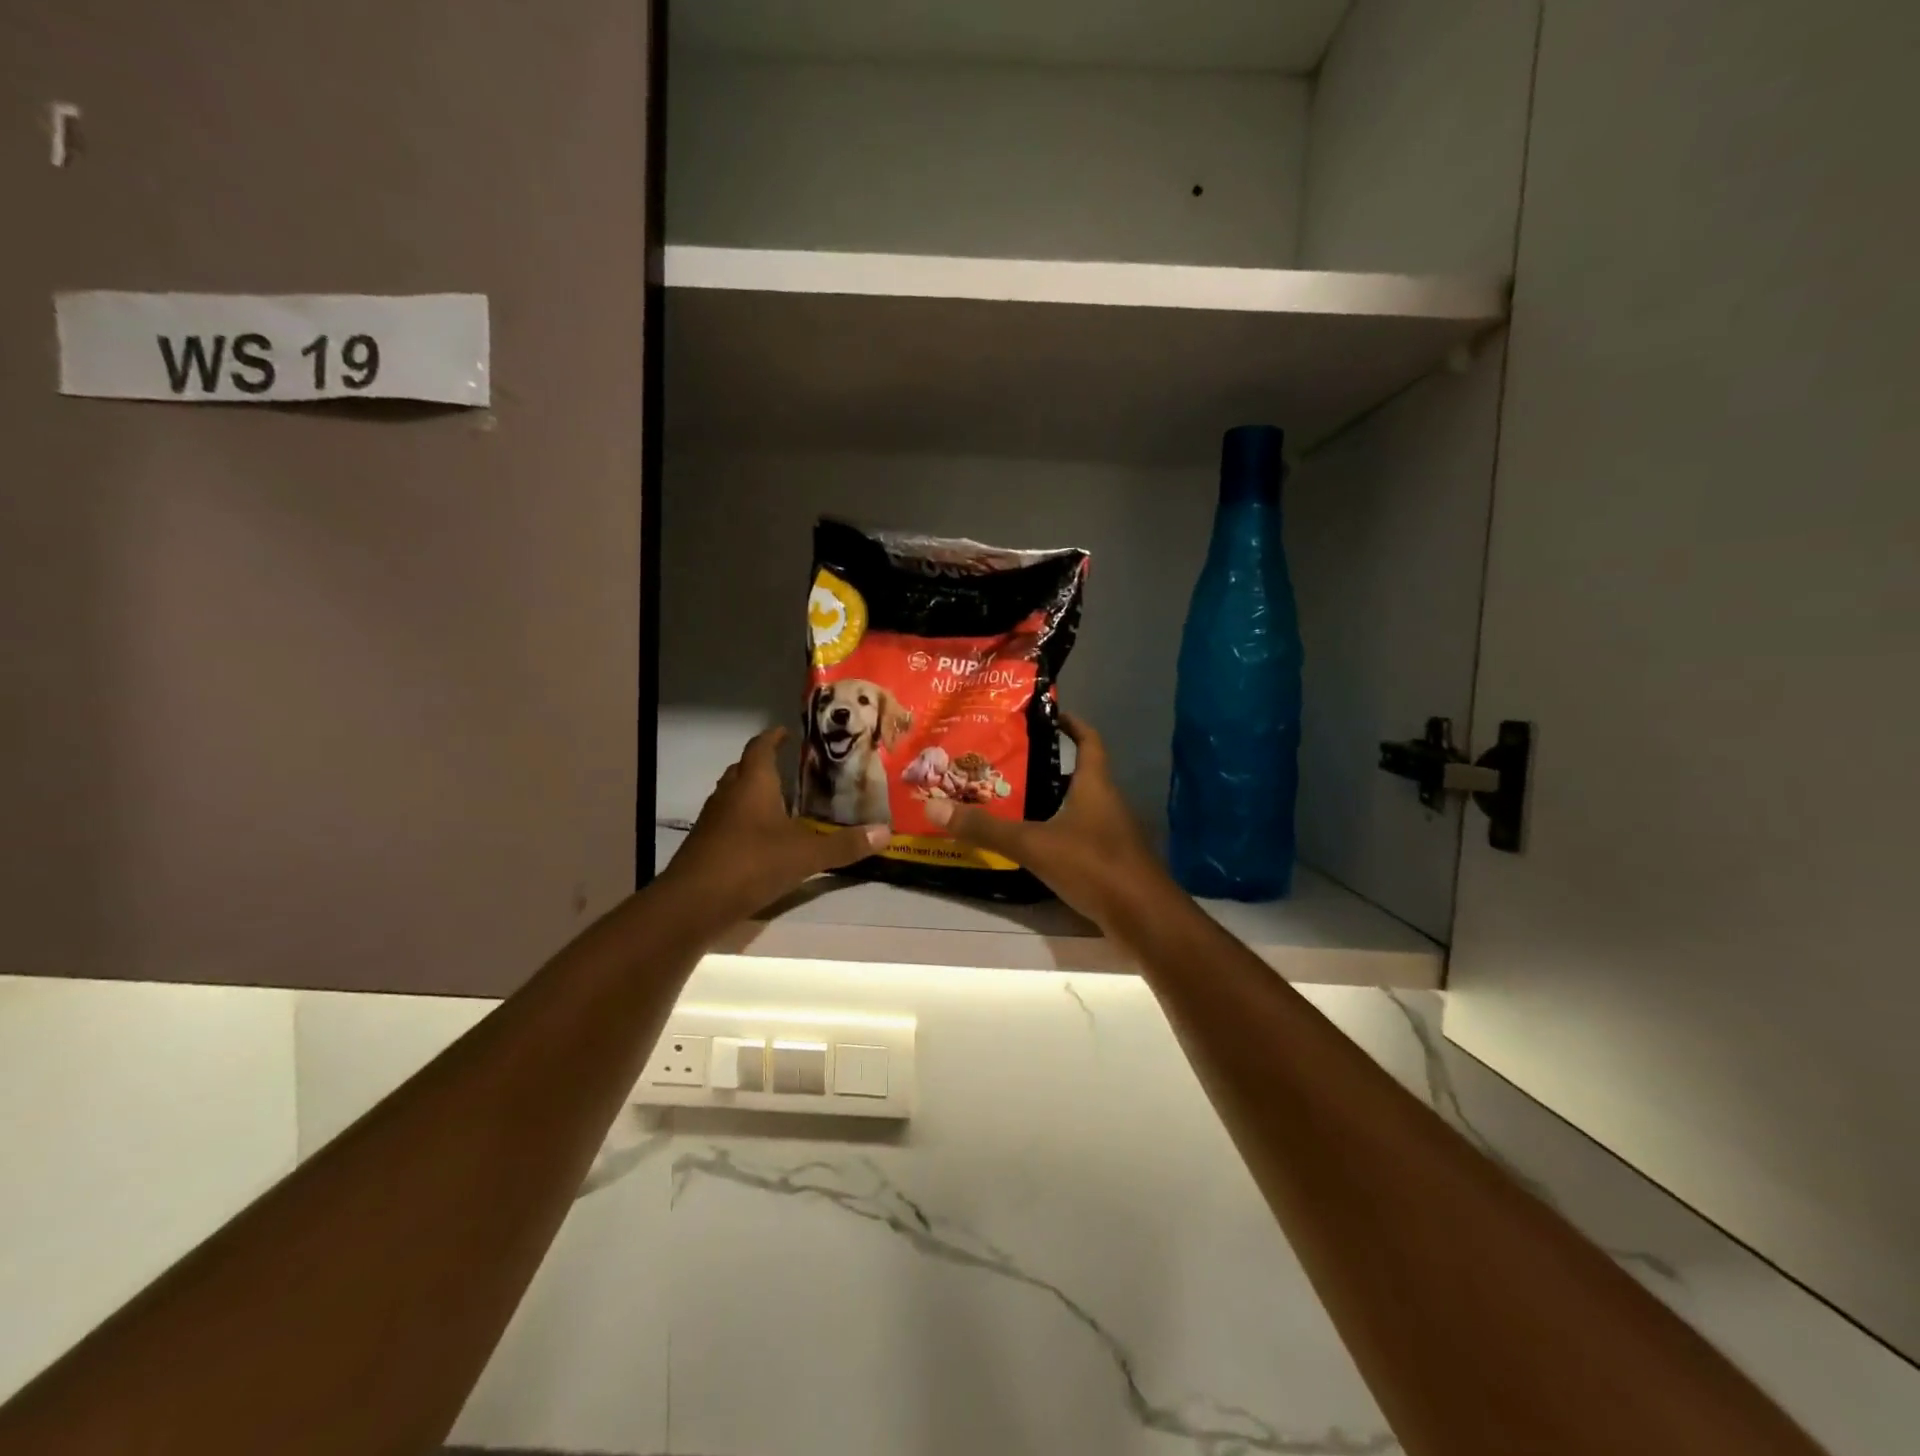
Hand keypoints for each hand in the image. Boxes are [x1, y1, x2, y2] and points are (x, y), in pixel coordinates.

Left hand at [661, 728, 889, 923]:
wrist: (693, 903)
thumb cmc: (751, 863)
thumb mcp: (805, 855)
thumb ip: (844, 845)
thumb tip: (886, 833)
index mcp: (753, 784)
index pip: (761, 747)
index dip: (773, 737)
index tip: (787, 731)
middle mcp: (729, 795)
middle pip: (744, 769)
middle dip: (764, 765)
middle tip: (791, 768)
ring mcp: (712, 821)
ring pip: (733, 796)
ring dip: (753, 794)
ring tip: (781, 802)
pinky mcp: (705, 846)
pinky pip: (727, 822)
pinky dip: (745, 822)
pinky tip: (764, 839)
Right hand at [924, 712, 1173, 931]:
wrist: (1143, 917)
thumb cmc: (1093, 865)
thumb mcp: (1033, 843)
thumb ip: (985, 828)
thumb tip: (934, 807)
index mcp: (1096, 785)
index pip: (1089, 740)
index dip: (1072, 724)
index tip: (1047, 714)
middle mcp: (1108, 803)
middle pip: (1079, 774)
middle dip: (1047, 766)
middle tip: (1008, 763)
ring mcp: (1113, 834)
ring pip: (1078, 807)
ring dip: (1051, 801)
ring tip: (1011, 801)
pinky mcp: (1110, 862)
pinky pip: (1080, 836)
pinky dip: (1058, 833)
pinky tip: (1033, 846)